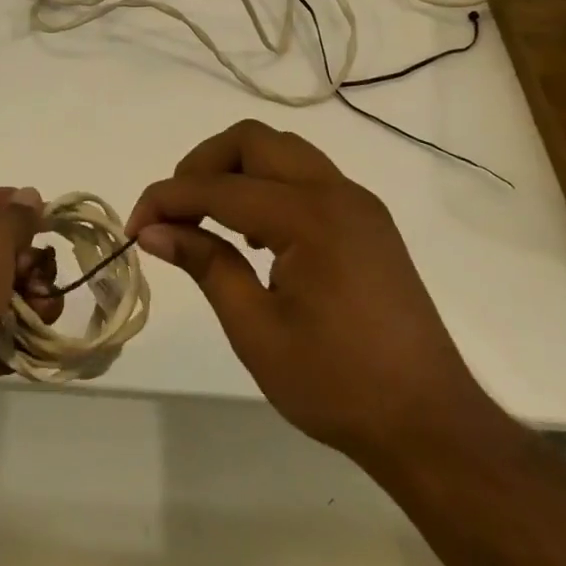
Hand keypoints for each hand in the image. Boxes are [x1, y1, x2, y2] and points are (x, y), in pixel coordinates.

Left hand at [0, 187, 61, 440]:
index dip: (26, 212)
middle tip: (35, 277)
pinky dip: (24, 336)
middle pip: (11, 250)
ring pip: (15, 293)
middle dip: (34, 264)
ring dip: (36, 301)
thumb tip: (30, 195)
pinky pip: (9, 334)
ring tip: (38, 312)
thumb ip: (18, 215)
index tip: (51, 227)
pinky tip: (31, 339)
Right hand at [128, 120, 491, 462]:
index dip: (167, 199)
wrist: (431, 425)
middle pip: (252, 140)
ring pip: (282, 151)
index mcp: (309, 217)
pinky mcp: (368, 221)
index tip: (135, 227)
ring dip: (236, 170)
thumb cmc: (337, 385)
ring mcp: (358, 204)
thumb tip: (153, 230)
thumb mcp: (256, 329)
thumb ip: (205, 264)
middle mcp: (337, 192)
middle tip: (175, 210)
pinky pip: (307, 176)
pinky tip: (256, 235)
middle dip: (202, 164)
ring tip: (210, 220)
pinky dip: (268, 185)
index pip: (218, 187)